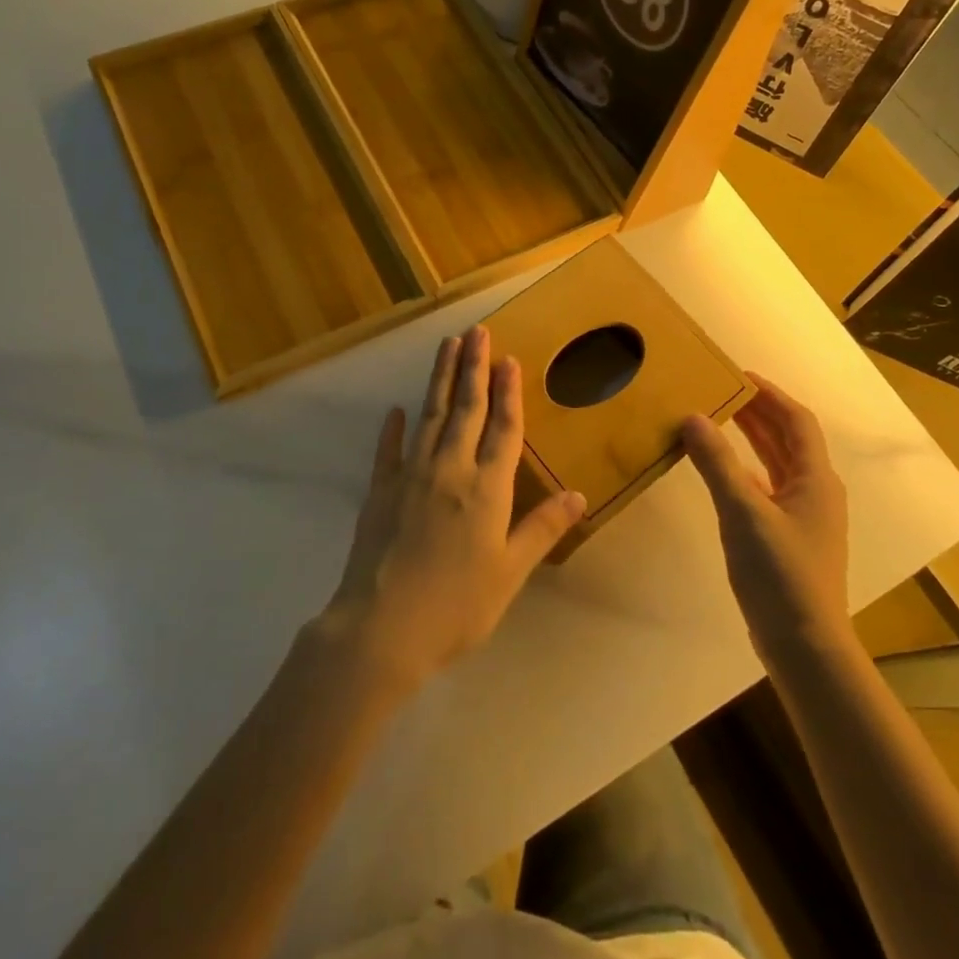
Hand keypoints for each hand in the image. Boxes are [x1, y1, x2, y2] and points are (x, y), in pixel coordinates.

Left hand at [320, 325, 586, 690]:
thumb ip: (541, 529)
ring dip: (440, 379)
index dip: (508, 392)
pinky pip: (389, 450)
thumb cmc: (457, 606)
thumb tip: (578, 494)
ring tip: (447, 347)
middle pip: (466, 409)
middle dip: (473, 368)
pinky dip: (394, 428)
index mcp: (487, 488)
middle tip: (476, 332)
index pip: (503, 428)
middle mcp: (450, 469)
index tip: (508, 358)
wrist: (382, 627)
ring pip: (430, 416)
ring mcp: (411, 476)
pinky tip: (397, 410)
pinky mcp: (380, 490)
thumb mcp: (509, 572)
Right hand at [681, 374, 849, 659]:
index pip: (796, 421)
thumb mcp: (743, 512)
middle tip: (720, 390)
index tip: (738, 374)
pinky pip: (767, 487)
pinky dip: (746, 470)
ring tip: (718, 418)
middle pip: (788, 439)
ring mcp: (803, 517)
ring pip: (777, 464)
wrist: (803, 645)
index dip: (770, 394)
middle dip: (757, 413)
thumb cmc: (780, 573)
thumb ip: (717, 463)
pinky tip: (722, 470)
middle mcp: (815, 492)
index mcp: (815, 479)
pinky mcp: (788, 537)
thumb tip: (692, 416)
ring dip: (752, 439)